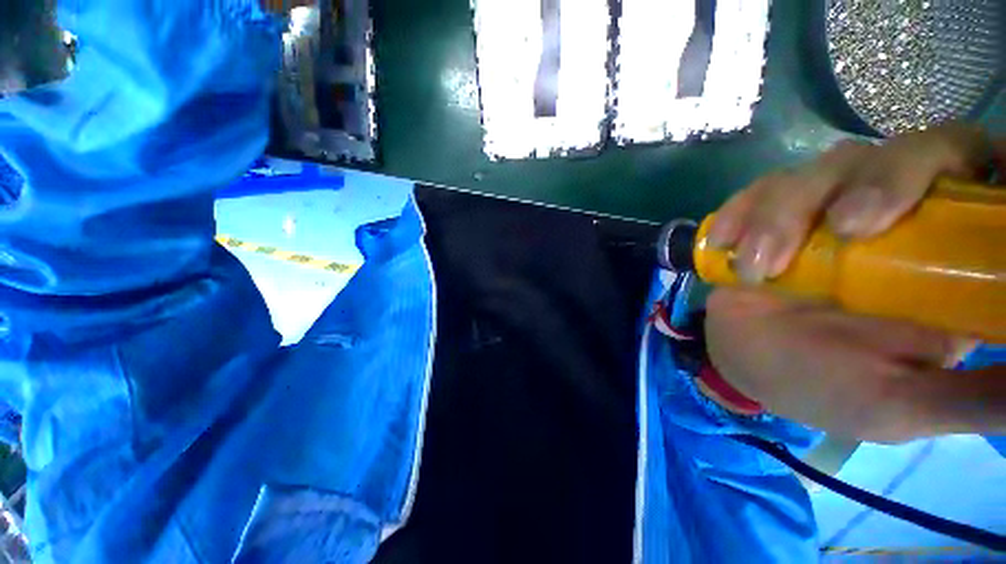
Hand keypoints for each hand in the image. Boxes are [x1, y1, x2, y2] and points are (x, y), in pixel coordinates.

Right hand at [702, 123, 1004, 441]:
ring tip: (755, 269)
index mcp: (950, 256)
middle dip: (876, 180)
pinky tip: (724, 244)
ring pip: (825, 167)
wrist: (747, 364)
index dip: (972, 165)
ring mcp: (828, 209)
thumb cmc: (830, 387)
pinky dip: (739, 212)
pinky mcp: (771, 216)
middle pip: (907, 151)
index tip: (939, 203)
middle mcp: (898, 216)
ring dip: (783, 212)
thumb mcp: (907, 404)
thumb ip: (975, 398)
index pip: (980, 173)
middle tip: (844, 229)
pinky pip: (758, 191)